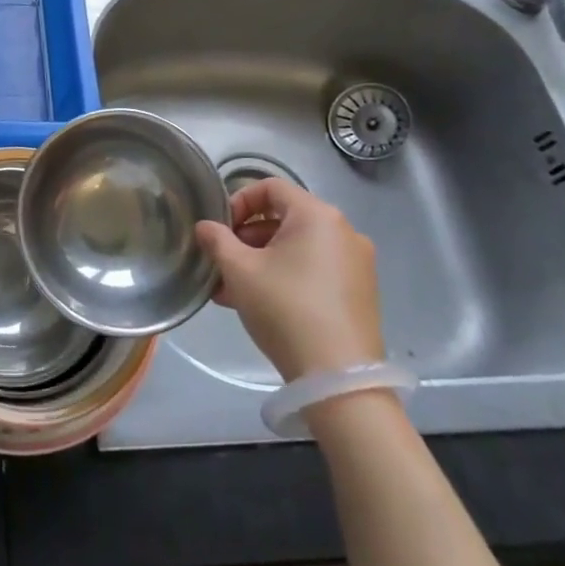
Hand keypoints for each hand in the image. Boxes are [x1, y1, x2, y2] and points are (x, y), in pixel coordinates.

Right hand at [193, 179, 382, 382]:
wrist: (338, 377)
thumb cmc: (285, 308)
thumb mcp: (239, 271)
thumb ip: (217, 241)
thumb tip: (205, 227)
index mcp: (317, 215)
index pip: (271, 187)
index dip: (238, 201)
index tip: (220, 230)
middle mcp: (343, 231)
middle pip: (285, 218)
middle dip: (247, 237)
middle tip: (222, 262)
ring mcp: (356, 264)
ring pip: (298, 248)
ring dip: (262, 260)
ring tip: (232, 289)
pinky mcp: (359, 293)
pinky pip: (314, 270)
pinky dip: (286, 276)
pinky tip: (259, 304)